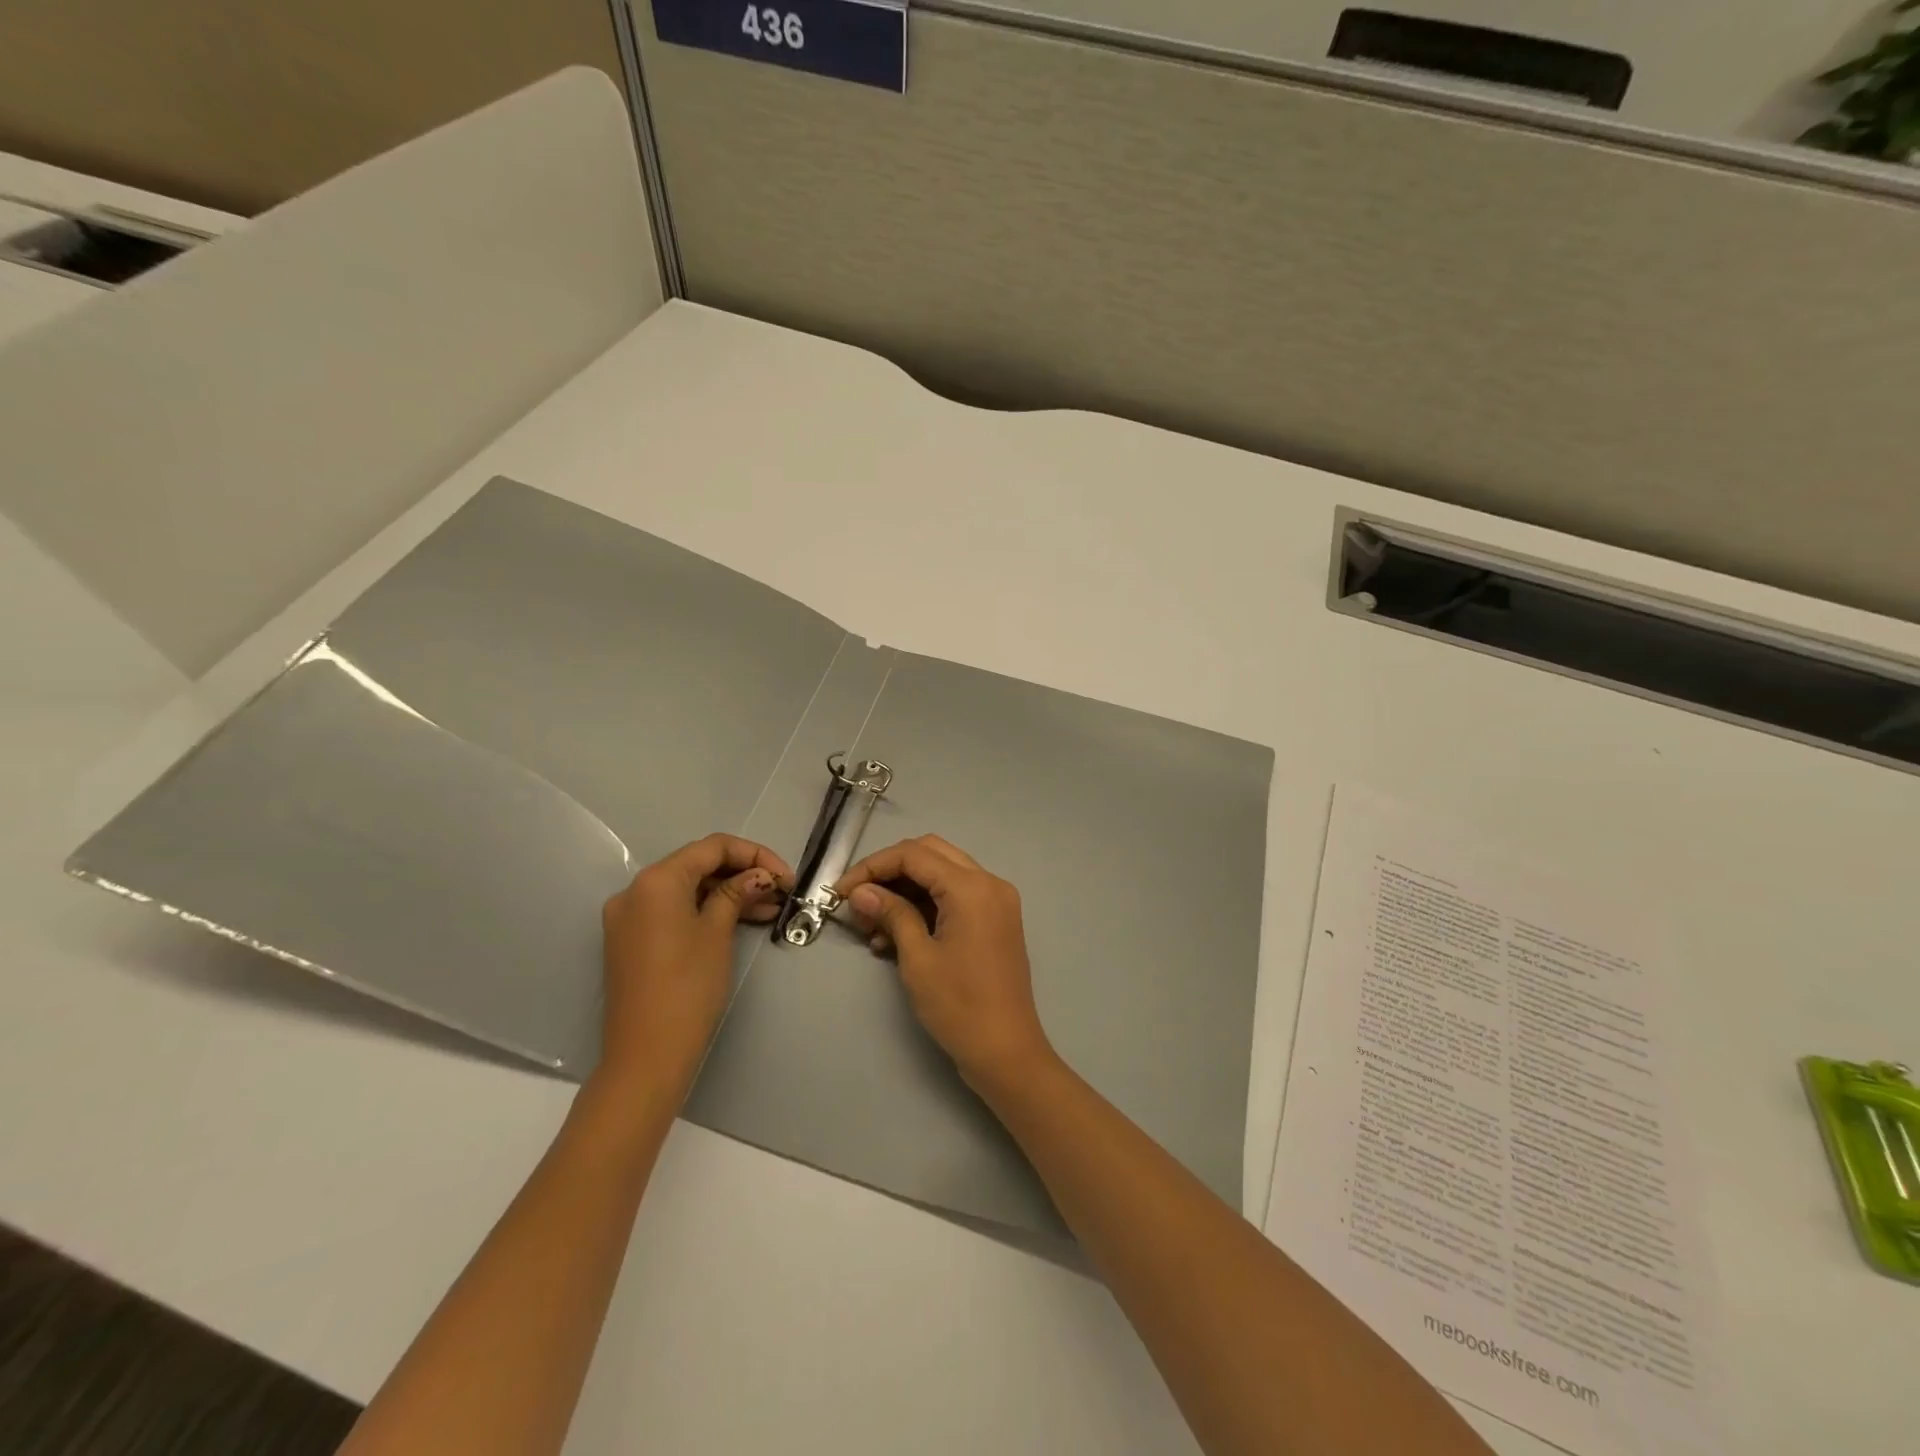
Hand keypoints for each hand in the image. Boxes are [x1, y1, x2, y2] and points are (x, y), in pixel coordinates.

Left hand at [598, 834, 791, 1100]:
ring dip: (728, 893)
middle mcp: (636, 890)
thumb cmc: (688, 987)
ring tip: (770, 910)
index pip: (713, 847)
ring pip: (688, 889)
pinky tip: (740, 922)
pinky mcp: (631, 941)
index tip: (787, 877)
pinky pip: (674, 911)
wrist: (646, 1055)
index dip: (755, 855)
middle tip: (781, 893)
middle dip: (743, 874)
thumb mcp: (718, 932)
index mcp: (657, 879)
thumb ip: (738, 893)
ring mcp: (629, 917)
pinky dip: (707, 911)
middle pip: (698, 865)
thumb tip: (759, 876)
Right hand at [835, 836, 1056, 1095]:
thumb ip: (891, 914)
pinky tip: (893, 937)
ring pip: (941, 874)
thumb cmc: (959, 1006)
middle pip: (929, 854)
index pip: (913, 854)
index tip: (841, 891)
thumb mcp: (918, 958)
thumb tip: (860, 891)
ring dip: (905, 890)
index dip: (872, 866)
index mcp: (972, 887)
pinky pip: (954, 897)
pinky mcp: (995, 919)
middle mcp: (989, 882)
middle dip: (888, 872)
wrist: (1006, 1052)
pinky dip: (924, 906)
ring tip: (870, 926)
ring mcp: (996, 900)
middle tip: (857, 901)